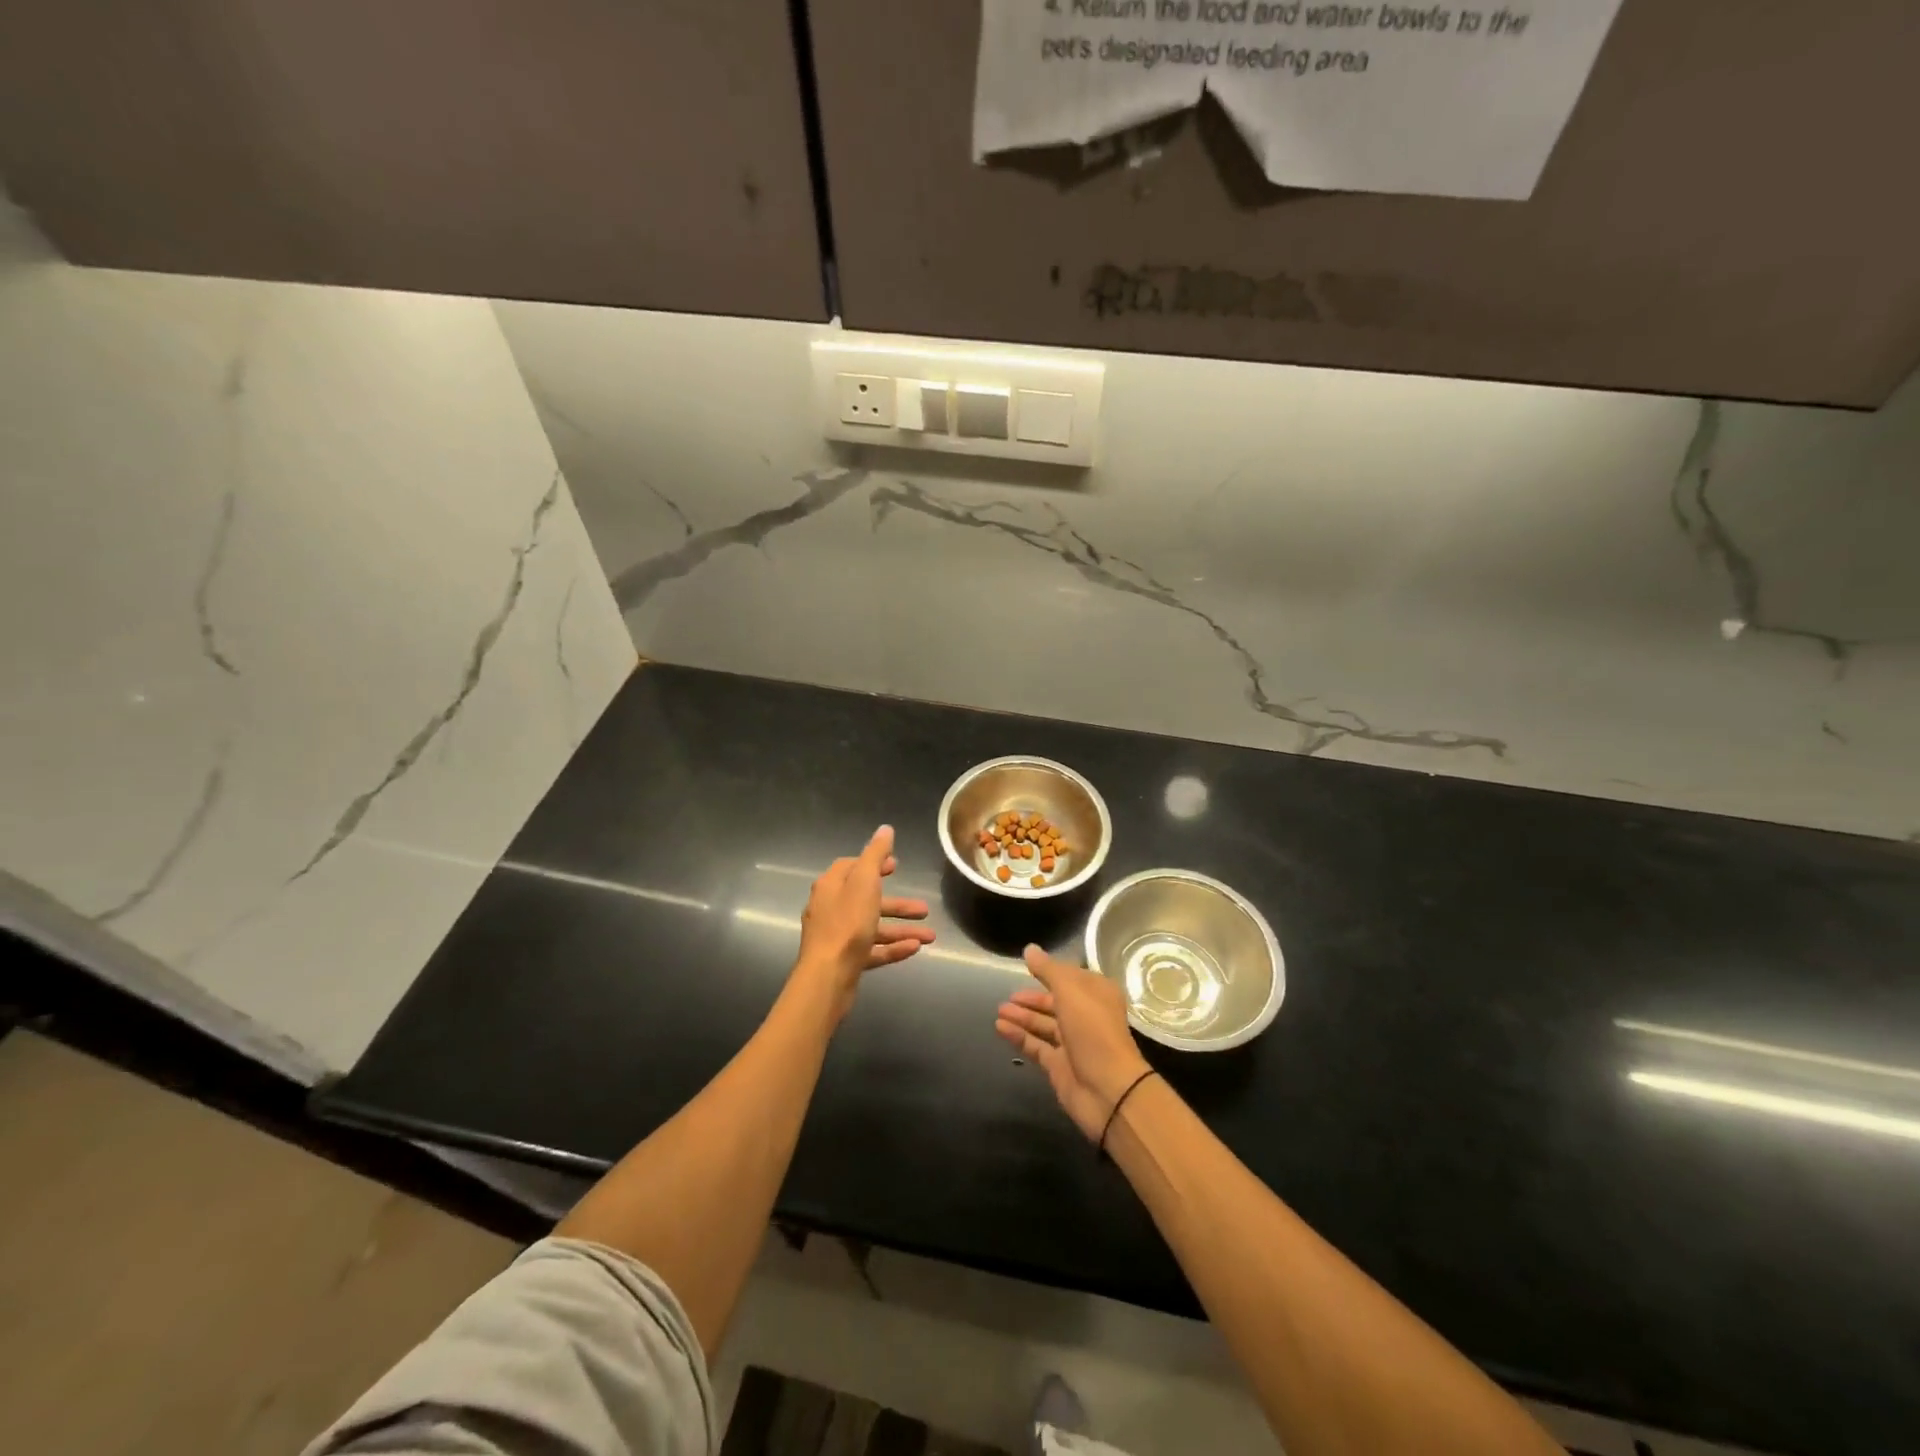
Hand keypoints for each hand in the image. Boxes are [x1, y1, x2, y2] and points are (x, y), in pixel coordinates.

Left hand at [796, 825, 933, 1019]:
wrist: (827, 977)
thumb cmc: (847, 924)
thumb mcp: (865, 882)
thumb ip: (875, 855)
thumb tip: (885, 829)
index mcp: (831, 886)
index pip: (851, 867)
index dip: (874, 864)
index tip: (896, 866)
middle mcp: (830, 908)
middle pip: (867, 899)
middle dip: (897, 903)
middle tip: (923, 907)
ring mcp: (836, 936)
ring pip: (873, 927)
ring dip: (901, 928)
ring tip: (930, 936)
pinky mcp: (844, 960)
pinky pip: (872, 949)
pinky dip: (892, 948)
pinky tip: (915, 949)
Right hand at [996, 945, 1153, 1141]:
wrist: (1108, 1090)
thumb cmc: (1093, 1031)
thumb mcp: (1071, 991)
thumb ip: (1048, 970)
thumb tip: (1030, 949)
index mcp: (1097, 994)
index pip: (1070, 977)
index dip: (1050, 971)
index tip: (1027, 966)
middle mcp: (1086, 1015)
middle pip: (1055, 1002)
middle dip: (1032, 998)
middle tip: (1008, 995)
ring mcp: (1073, 1042)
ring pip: (1044, 1024)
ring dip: (1022, 1016)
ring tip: (999, 1009)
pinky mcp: (1059, 1065)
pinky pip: (1036, 1045)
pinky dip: (1019, 1036)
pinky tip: (1000, 1027)